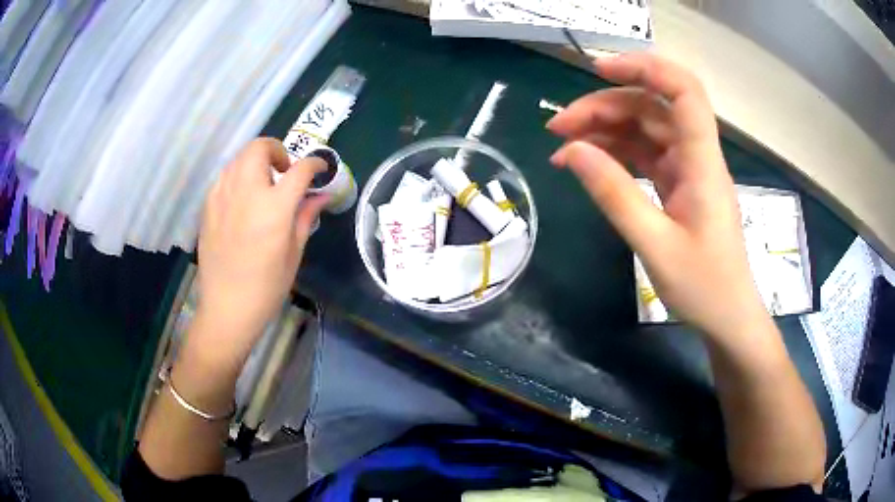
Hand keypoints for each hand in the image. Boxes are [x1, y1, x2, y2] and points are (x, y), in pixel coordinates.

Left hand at [194, 138, 327, 362]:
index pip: (299, 169)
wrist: (227, 307)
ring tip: (263, 184)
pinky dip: (238, 176)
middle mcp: (246, 192)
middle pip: (260, 148)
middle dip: (277, 150)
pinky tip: (242, 199)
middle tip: (284, 171)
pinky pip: (224, 176)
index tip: (320, 169)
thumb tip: (323, 195)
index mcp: (274, 207)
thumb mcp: (293, 253)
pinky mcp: (208, 206)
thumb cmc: (266, 287)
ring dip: (256, 161)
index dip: (315, 164)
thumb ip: (306, 216)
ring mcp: (222, 196)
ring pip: (239, 158)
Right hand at [548, 53, 764, 339]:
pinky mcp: (679, 185)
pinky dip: (615, 153)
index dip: (644, 68)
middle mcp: (697, 155)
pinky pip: (645, 155)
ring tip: (563, 146)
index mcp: (702, 162)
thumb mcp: (654, 245)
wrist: (728, 317)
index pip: (683, 91)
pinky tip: (587, 162)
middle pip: (652, 108)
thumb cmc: (703, 287)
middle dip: (604, 107)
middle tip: (558, 127)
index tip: (598, 70)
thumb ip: (614, 195)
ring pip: (645, 129)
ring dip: (604, 128)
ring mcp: (688, 169)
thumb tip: (572, 151)